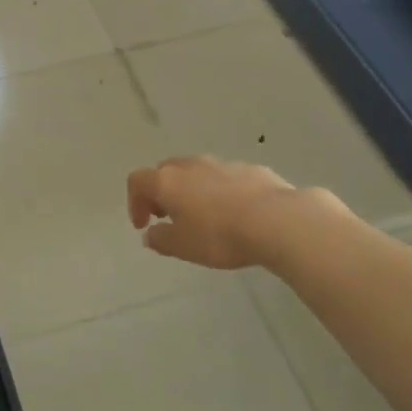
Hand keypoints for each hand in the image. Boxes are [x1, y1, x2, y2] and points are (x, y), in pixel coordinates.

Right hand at [127, 156, 318, 269]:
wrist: (277, 220)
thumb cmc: (220, 235)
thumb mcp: (183, 247)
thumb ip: (161, 240)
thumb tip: (150, 234)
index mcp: (167, 181)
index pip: (137, 181)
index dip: (134, 202)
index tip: (144, 225)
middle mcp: (190, 165)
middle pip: (165, 171)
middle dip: (162, 193)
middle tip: (169, 217)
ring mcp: (222, 163)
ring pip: (196, 172)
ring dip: (191, 190)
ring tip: (203, 216)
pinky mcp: (250, 168)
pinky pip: (225, 177)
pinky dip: (220, 191)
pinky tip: (235, 212)